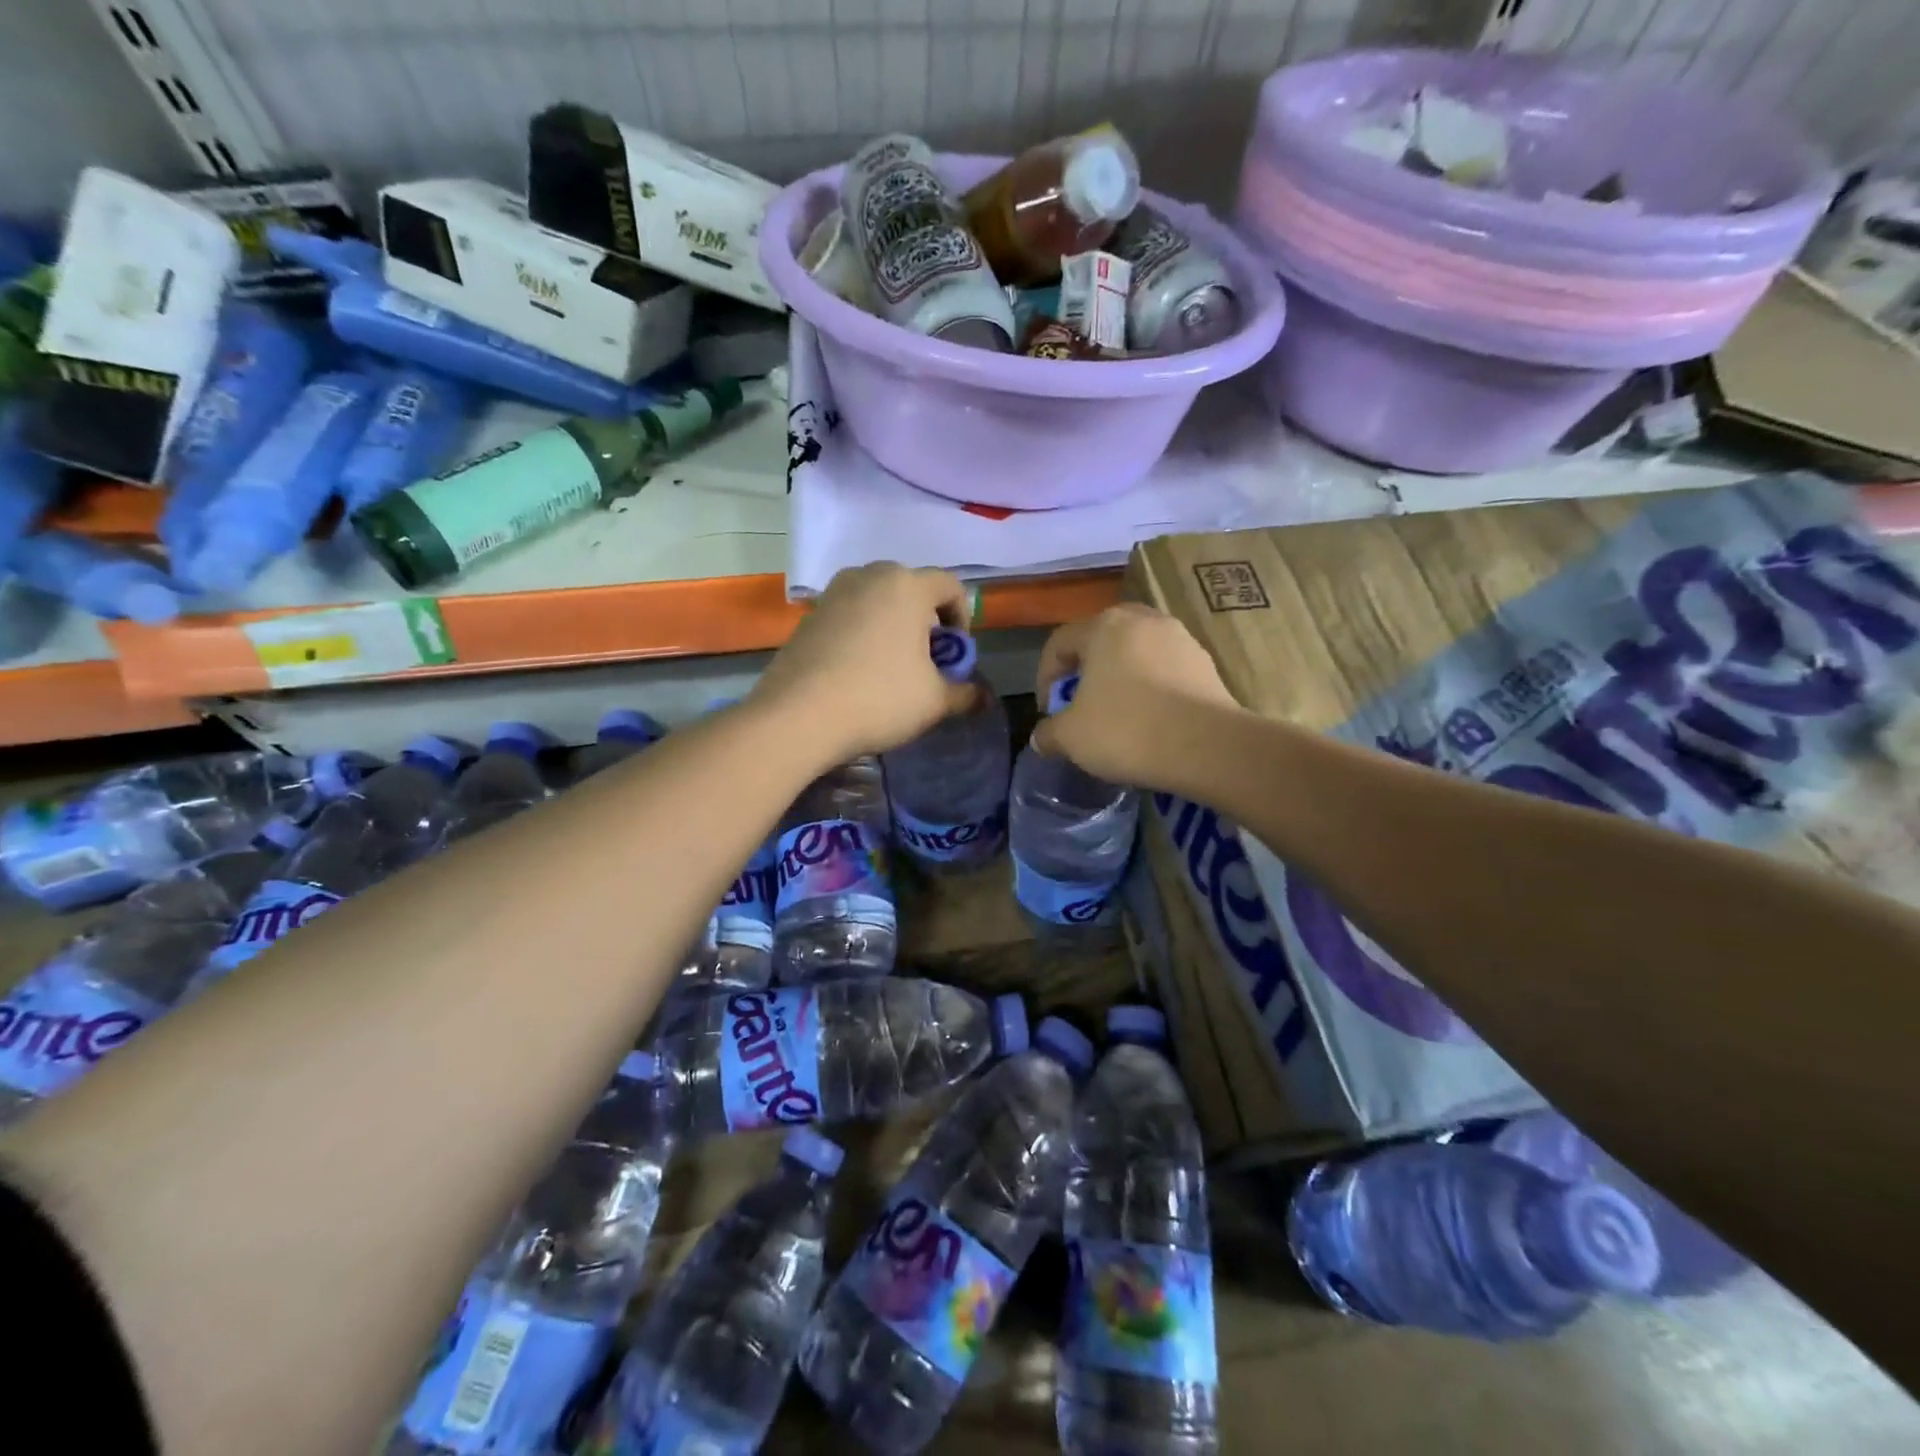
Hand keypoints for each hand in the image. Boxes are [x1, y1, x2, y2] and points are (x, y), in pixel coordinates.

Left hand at [751, 563, 976, 764]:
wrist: (797, 716)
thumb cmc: (879, 698)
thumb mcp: (934, 701)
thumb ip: (964, 693)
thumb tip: (980, 697)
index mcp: (907, 585)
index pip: (951, 586)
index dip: (963, 619)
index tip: (955, 655)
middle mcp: (869, 576)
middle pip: (911, 589)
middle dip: (925, 622)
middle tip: (925, 662)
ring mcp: (833, 593)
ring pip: (877, 601)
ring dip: (892, 627)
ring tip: (891, 668)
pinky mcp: (808, 615)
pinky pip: (849, 616)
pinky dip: (862, 635)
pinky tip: (857, 673)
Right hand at [1032, 604, 1239, 788]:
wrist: (1208, 747)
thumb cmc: (1127, 731)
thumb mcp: (1071, 737)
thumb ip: (1049, 732)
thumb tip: (1042, 737)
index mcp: (1103, 626)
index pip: (1059, 643)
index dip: (1045, 678)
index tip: (1048, 711)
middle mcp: (1142, 620)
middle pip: (1100, 640)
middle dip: (1085, 671)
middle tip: (1080, 703)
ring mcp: (1179, 637)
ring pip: (1135, 652)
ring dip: (1119, 676)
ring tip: (1116, 712)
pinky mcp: (1205, 662)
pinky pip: (1164, 668)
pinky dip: (1150, 686)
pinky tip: (1149, 718)